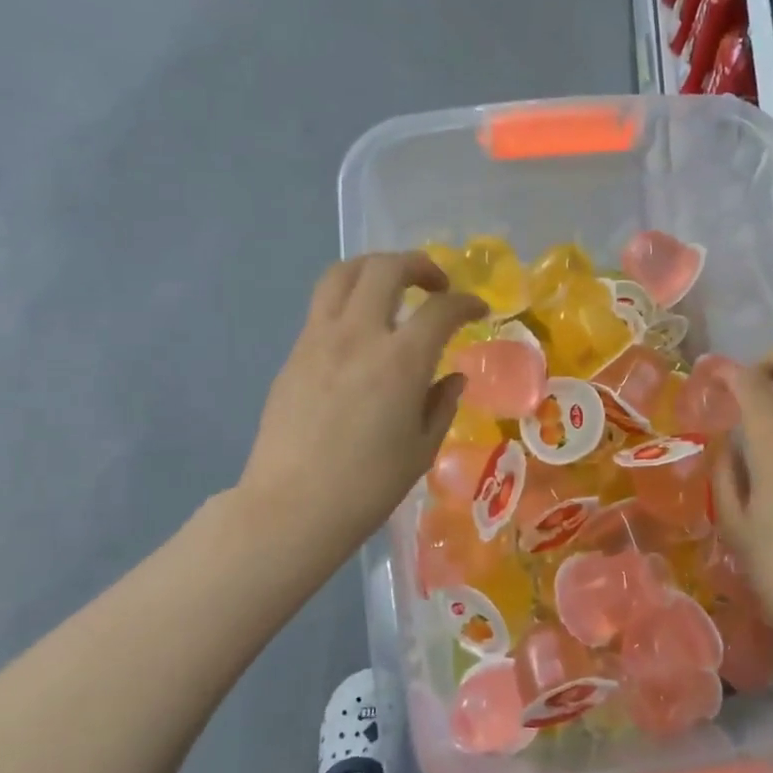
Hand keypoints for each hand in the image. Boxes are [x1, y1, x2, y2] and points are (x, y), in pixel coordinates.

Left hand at [236, 252, 486, 563]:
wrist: (293, 507)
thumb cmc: (369, 486)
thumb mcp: (421, 448)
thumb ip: (441, 404)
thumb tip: (452, 377)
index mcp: (400, 361)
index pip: (441, 309)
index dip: (466, 302)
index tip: (478, 310)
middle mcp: (358, 335)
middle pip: (386, 269)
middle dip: (418, 265)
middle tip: (436, 286)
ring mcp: (319, 340)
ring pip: (342, 274)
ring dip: (374, 269)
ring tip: (392, 288)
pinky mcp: (294, 354)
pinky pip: (323, 307)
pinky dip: (349, 300)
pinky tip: (361, 332)